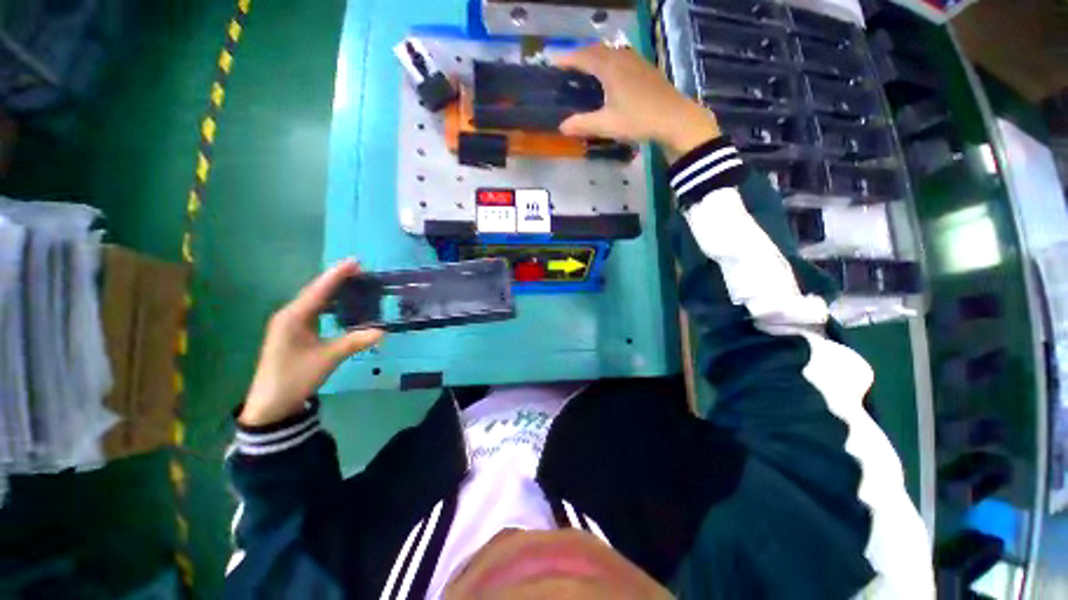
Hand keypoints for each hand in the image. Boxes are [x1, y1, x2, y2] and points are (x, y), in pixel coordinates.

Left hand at [239, 260, 383, 426]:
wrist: (271, 404)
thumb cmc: (295, 377)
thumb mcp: (327, 359)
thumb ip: (354, 342)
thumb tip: (383, 331)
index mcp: (294, 317)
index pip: (320, 290)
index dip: (337, 275)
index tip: (355, 261)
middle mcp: (290, 315)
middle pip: (316, 291)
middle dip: (336, 279)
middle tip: (359, 270)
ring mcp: (289, 324)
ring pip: (314, 300)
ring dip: (333, 290)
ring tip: (353, 282)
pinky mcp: (293, 333)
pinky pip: (314, 311)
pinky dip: (329, 303)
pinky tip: (340, 304)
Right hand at [554, 45, 720, 160]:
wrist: (674, 118)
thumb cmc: (638, 119)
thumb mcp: (607, 124)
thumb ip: (583, 124)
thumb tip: (562, 127)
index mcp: (610, 68)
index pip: (583, 57)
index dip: (566, 58)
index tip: (552, 60)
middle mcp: (622, 58)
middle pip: (596, 49)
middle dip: (579, 54)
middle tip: (566, 64)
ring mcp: (636, 61)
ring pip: (610, 51)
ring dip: (594, 55)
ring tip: (585, 66)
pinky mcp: (645, 68)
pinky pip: (620, 56)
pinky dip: (608, 59)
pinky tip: (609, 72)